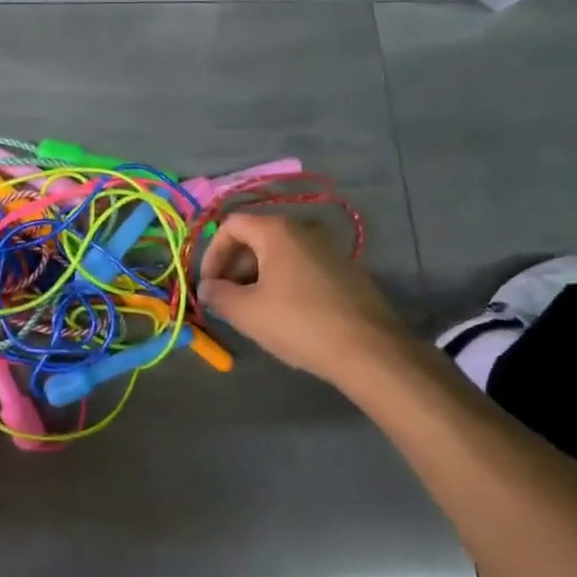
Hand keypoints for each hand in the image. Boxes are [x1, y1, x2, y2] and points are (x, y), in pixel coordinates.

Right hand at [198, 213, 406, 386]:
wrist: (370, 350)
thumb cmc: (299, 323)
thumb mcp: (246, 312)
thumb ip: (217, 294)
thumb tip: (207, 287)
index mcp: (277, 230)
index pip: (231, 226)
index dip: (212, 254)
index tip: (208, 285)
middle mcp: (304, 229)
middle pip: (255, 238)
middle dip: (234, 267)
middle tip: (227, 300)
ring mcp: (329, 249)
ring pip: (279, 255)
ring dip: (257, 277)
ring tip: (252, 311)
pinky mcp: (345, 270)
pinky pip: (302, 267)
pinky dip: (283, 283)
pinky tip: (284, 315)